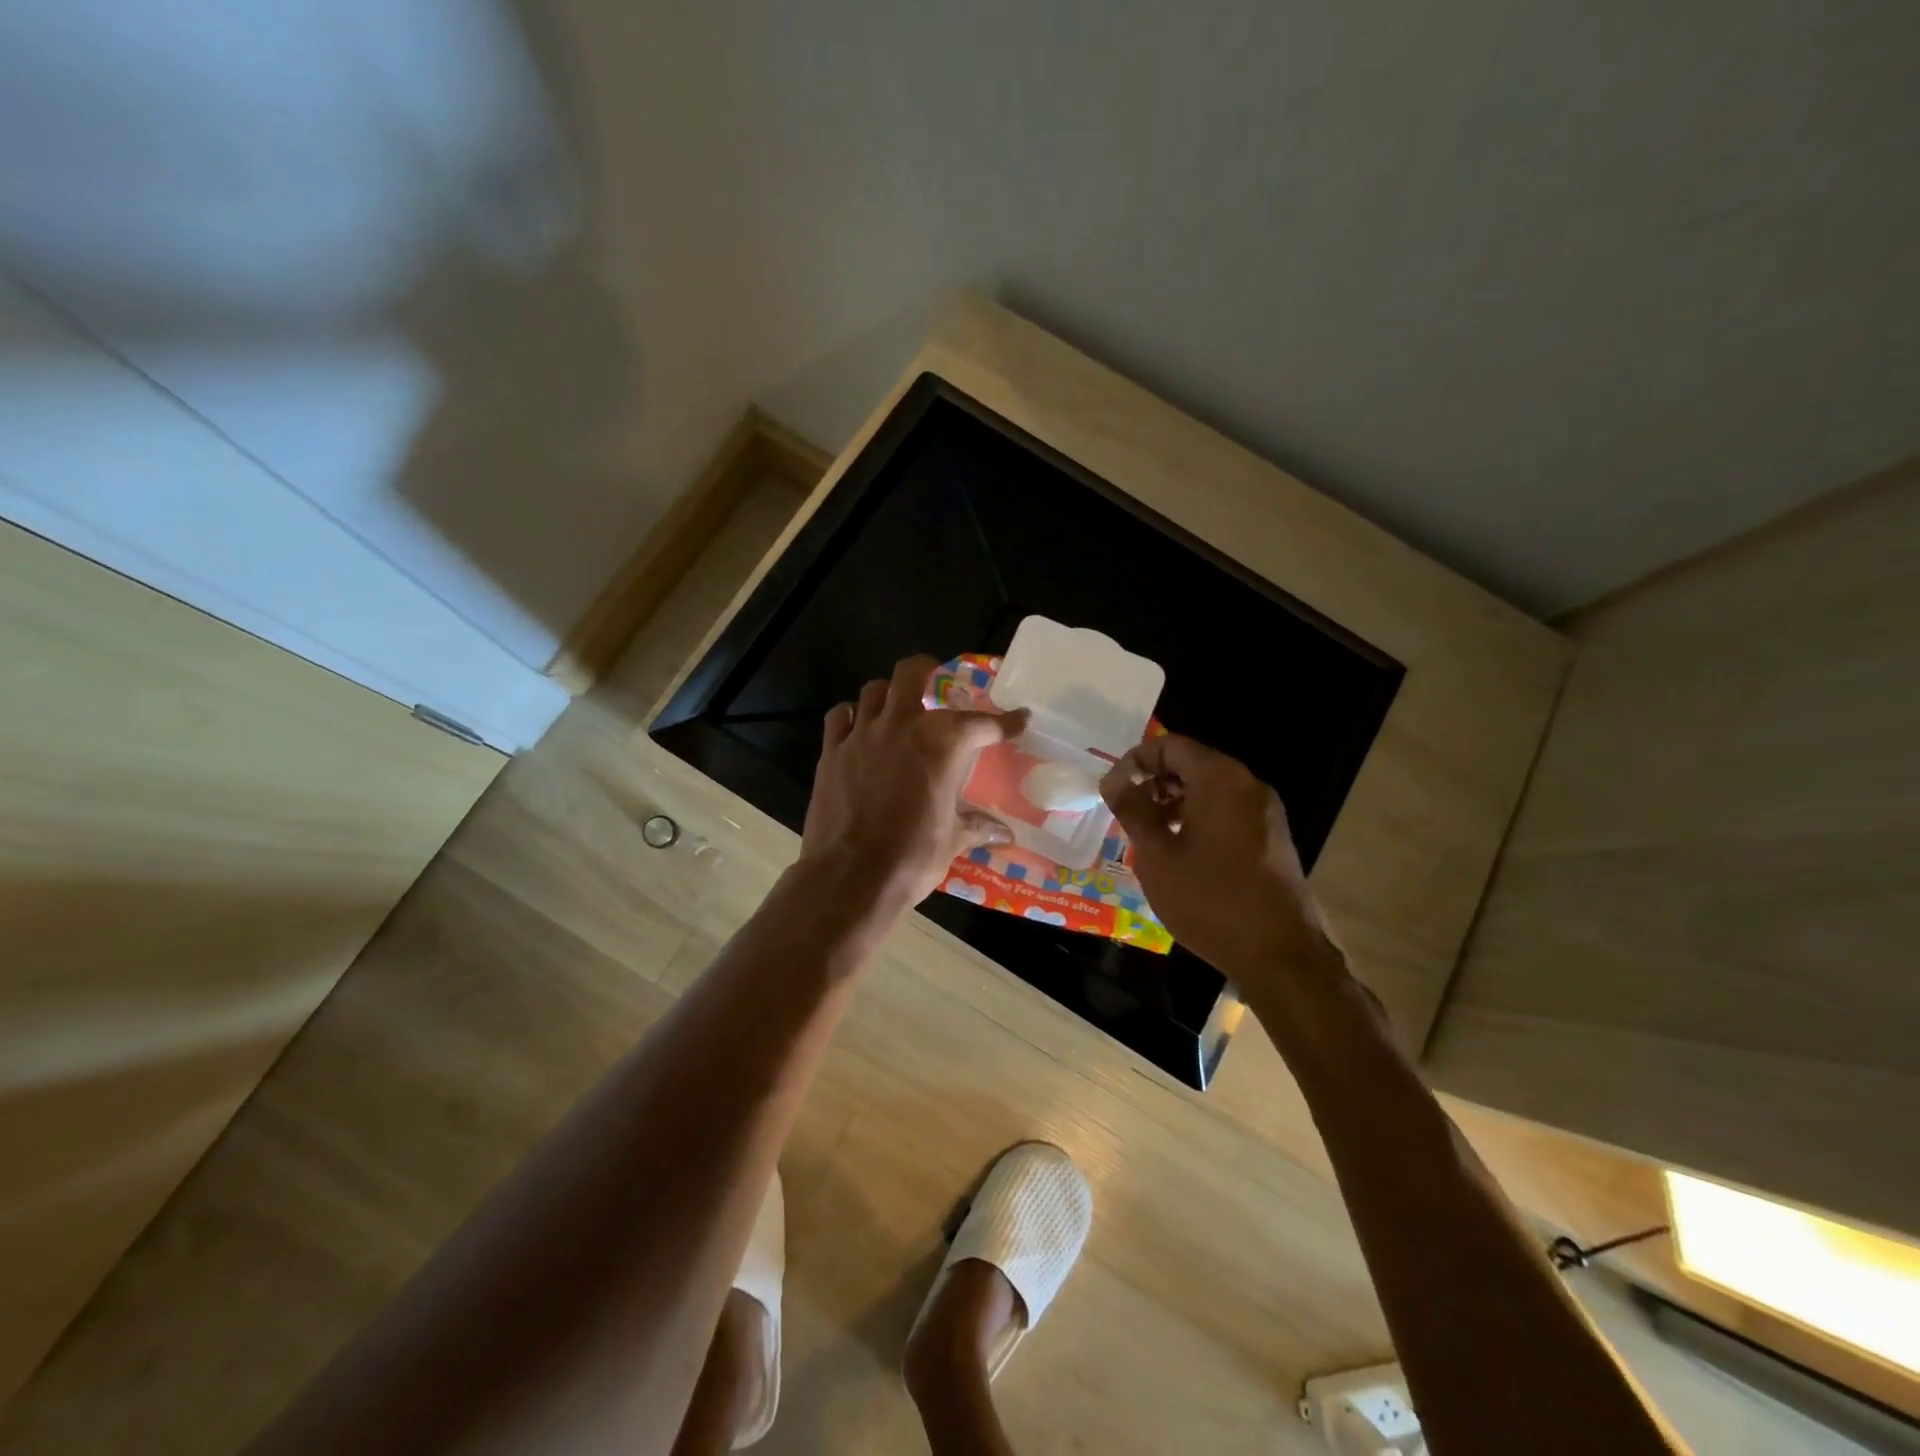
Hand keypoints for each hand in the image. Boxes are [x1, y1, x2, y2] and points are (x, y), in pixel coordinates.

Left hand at [801, 655, 1027, 912]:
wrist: (851, 877)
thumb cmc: (912, 857)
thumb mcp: (953, 841)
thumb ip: (977, 827)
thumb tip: (1005, 834)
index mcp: (942, 743)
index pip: (982, 723)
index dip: (1005, 721)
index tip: (1019, 719)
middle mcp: (902, 726)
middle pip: (913, 673)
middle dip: (928, 669)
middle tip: (938, 679)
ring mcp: (862, 735)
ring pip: (874, 690)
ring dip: (889, 693)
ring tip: (898, 707)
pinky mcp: (831, 752)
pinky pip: (839, 717)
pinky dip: (851, 716)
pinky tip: (858, 729)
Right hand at [1099, 735, 1337, 990]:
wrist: (1280, 954)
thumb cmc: (1210, 900)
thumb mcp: (1157, 855)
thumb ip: (1133, 810)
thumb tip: (1113, 780)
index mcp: (1220, 779)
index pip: (1171, 745)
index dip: (1136, 760)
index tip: (1112, 788)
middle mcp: (1248, 785)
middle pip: (1193, 763)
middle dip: (1155, 781)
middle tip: (1126, 810)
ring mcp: (1265, 812)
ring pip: (1211, 789)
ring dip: (1175, 801)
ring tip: (1148, 832)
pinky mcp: (1273, 838)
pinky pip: (1229, 811)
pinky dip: (1199, 817)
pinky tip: (1180, 851)